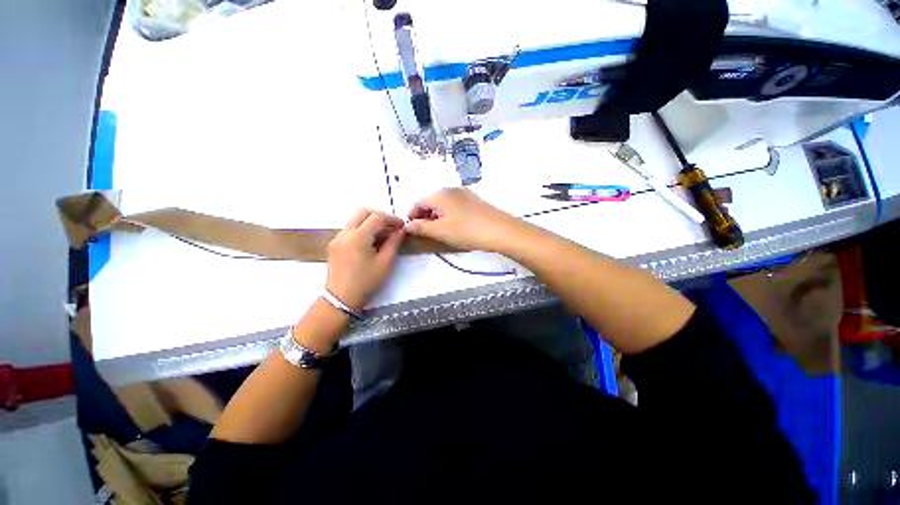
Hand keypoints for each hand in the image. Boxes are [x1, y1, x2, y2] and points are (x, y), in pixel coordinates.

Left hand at [326, 209, 404, 311]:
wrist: (341, 300)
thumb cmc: (366, 283)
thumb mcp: (385, 263)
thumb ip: (393, 243)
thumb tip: (400, 230)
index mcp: (358, 237)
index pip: (377, 217)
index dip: (392, 219)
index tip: (402, 226)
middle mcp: (345, 233)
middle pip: (363, 212)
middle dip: (380, 216)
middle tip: (392, 227)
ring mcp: (337, 238)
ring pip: (355, 219)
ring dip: (370, 222)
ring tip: (383, 235)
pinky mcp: (334, 244)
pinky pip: (350, 229)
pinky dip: (362, 229)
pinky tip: (371, 242)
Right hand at [405, 188, 521, 251]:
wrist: (501, 230)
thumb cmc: (467, 231)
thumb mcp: (441, 231)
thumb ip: (421, 227)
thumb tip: (407, 225)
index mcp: (439, 194)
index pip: (418, 202)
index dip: (412, 215)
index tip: (411, 229)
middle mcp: (451, 189)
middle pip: (431, 201)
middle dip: (424, 216)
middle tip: (425, 232)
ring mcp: (464, 193)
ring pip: (443, 203)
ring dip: (437, 215)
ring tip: (439, 230)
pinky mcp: (474, 200)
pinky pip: (455, 205)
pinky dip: (449, 214)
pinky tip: (454, 225)